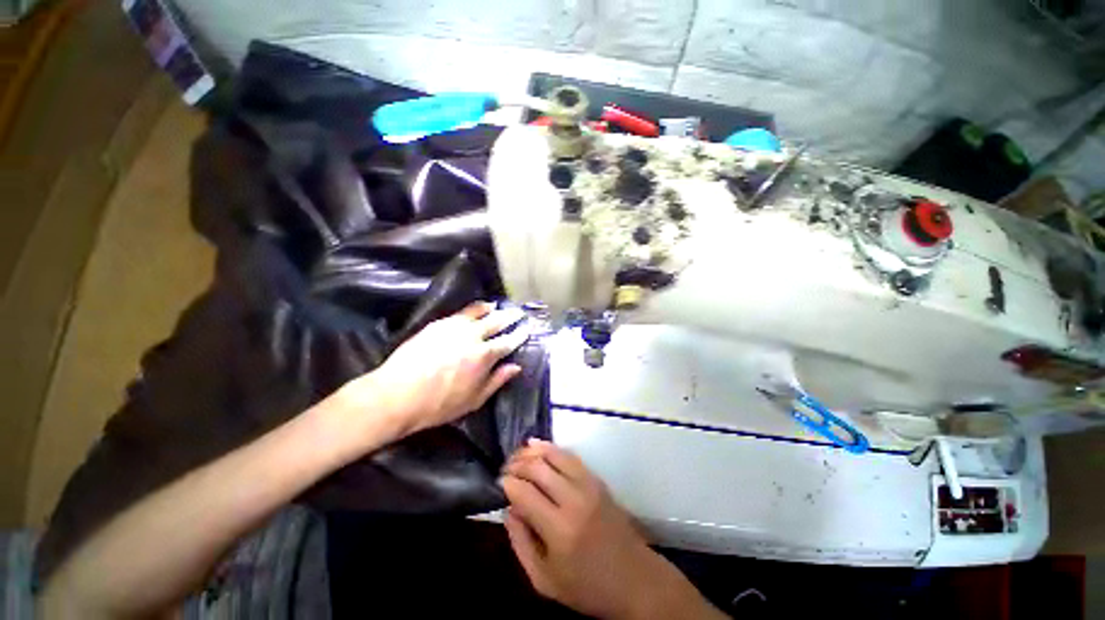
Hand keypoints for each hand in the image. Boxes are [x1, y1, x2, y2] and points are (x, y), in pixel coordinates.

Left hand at [335, 301, 528, 441]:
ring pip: (478, 312)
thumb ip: (497, 380)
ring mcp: (454, 327)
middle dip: (510, 316)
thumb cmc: (439, 404)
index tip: (526, 328)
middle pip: (496, 321)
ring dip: (491, 308)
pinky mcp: (438, 324)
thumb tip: (516, 367)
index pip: (508, 341)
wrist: (397, 394)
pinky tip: (474, 310)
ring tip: (497, 306)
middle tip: (518, 312)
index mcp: (484, 356)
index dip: (519, 335)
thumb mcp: (474, 400)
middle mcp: (473, 336)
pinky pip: (461, 312)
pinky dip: (472, 309)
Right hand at [502, 440, 723, 619]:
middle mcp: (574, 499)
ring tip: (518, 454)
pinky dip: (552, 448)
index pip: (525, 493)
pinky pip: (570, 456)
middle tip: (505, 468)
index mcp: (559, 529)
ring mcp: (589, 485)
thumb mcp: (544, 580)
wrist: (635, 579)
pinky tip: (539, 446)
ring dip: (533, 451)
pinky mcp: (597, 480)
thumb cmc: (587, 587)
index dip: (508, 484)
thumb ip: (521, 543)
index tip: (499, 482)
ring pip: (554, 455)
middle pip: (538, 468)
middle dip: (517, 464)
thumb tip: (509, 509)